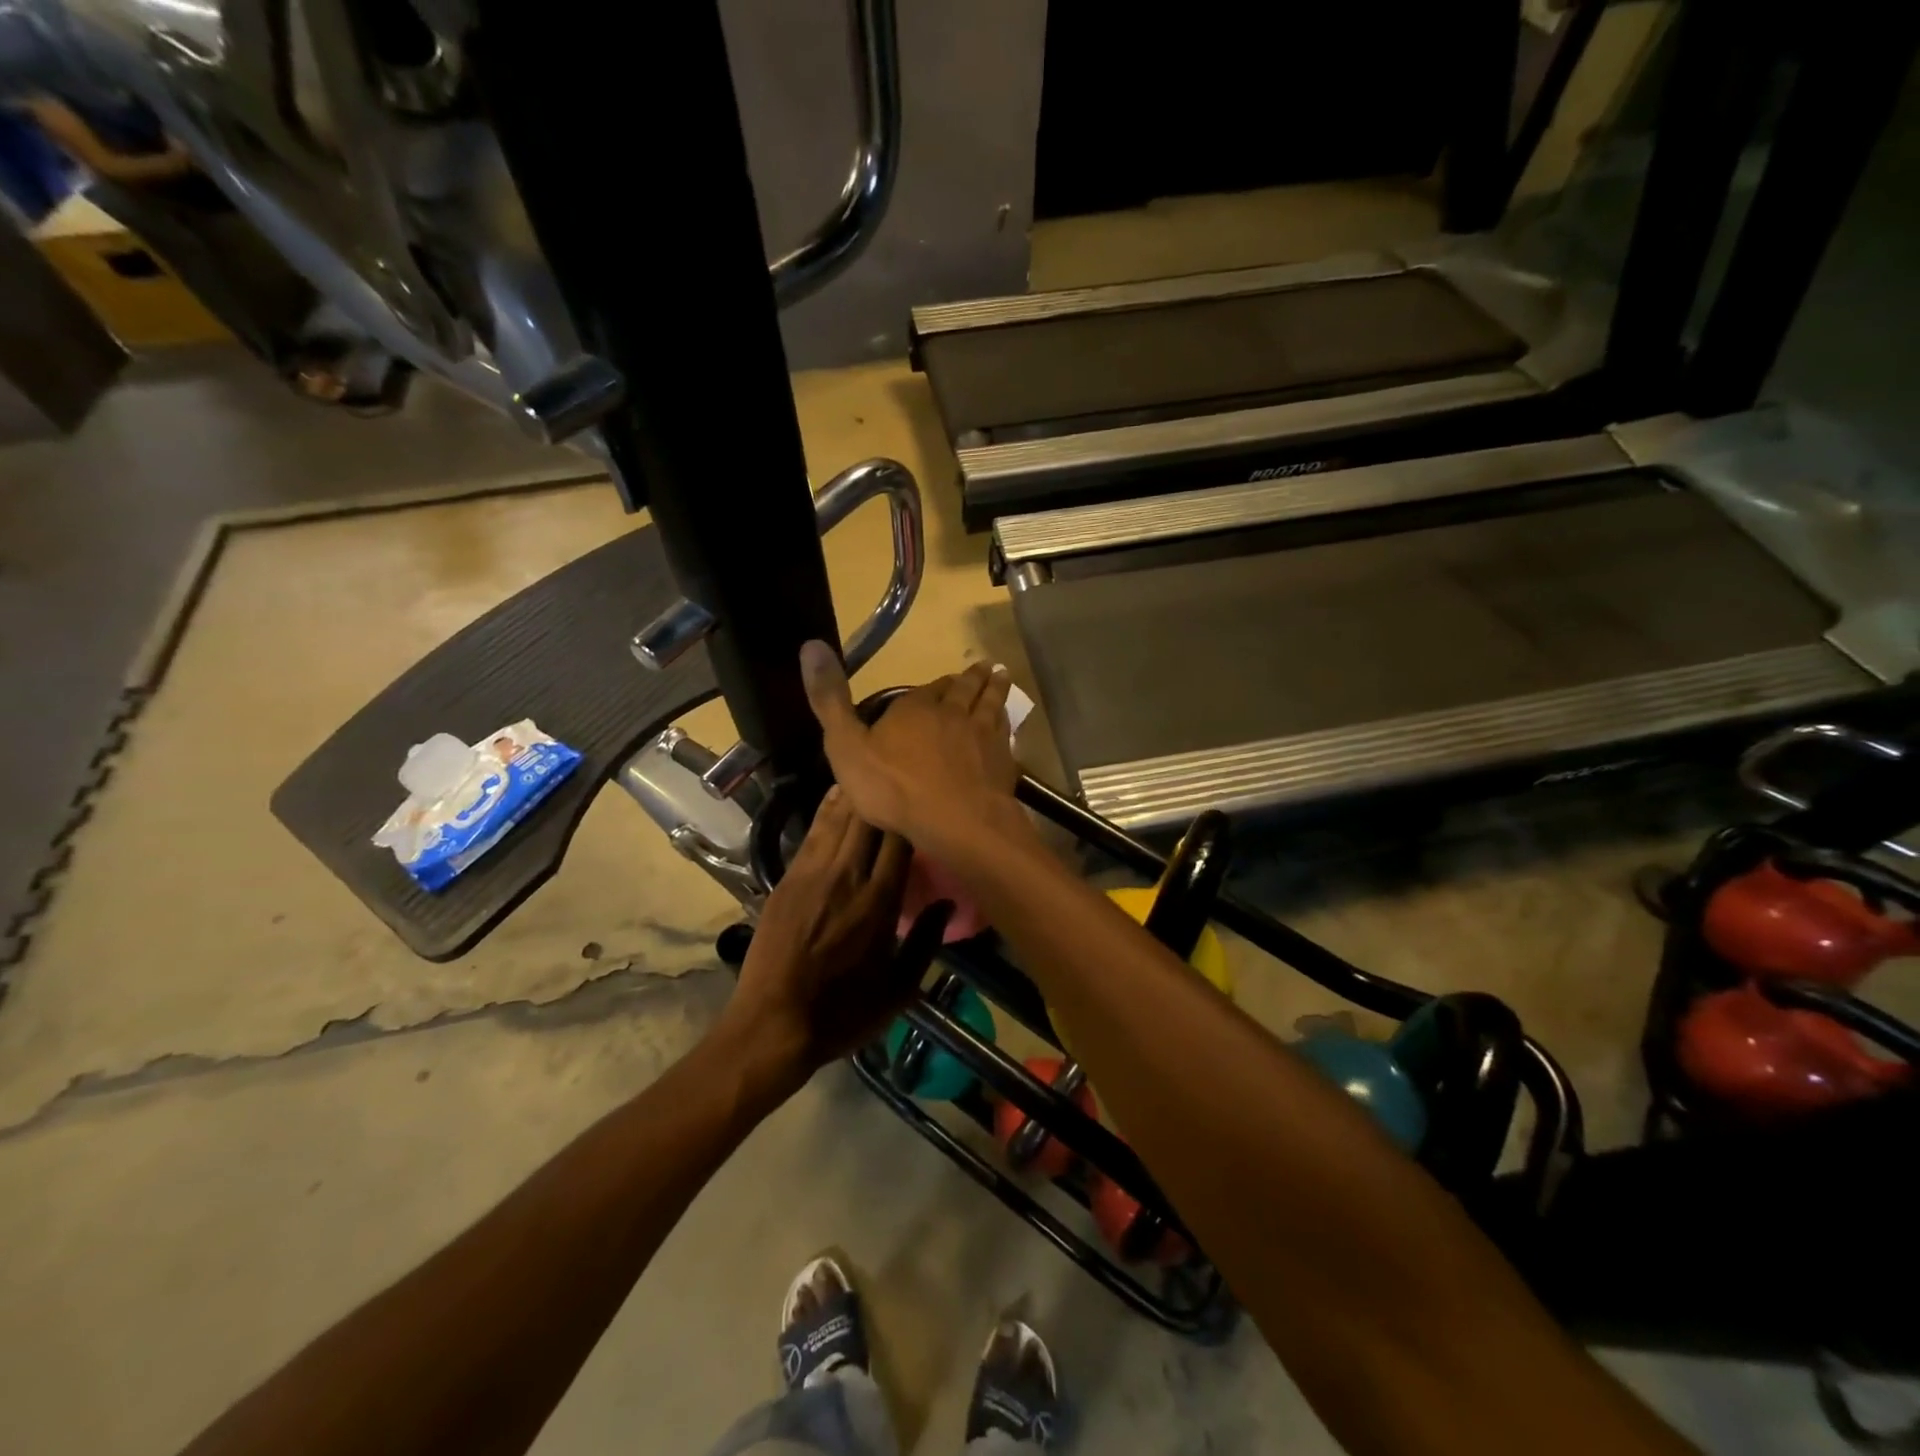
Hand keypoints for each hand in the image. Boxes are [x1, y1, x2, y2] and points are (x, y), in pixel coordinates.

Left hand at [724, 788, 920, 1077]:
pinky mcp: (786, 880)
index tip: (923, 799)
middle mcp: (847, 875)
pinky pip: (812, 834)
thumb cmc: (843, 1012)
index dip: (911, 812)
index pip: (899, 837)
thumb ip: (927, 942)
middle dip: (882, 792)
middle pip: (867, 818)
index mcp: (879, 901)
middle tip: (898, 771)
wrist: (771, 1026)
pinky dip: (827, 810)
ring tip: (868, 768)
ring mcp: (811, 874)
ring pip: (837, 817)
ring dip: (854, 792)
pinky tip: (836, 795)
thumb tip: (947, 903)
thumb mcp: (900, 990)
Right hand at [799, 642, 1018, 844]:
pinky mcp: (1002, 759)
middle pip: (962, 689)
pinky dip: (1006, 720)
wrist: (956, 820)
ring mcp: (981, 734)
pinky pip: (1005, 731)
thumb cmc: (894, 788)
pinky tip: (1007, 720)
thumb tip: (811, 644)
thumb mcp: (846, 746)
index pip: (923, 690)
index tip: (937, 683)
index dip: (930, 687)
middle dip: (969, 678)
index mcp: (914, 708)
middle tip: (981, 667)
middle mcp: (951, 712)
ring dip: (994, 687)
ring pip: (989, 703)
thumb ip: (830, 701)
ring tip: (1001, 675)